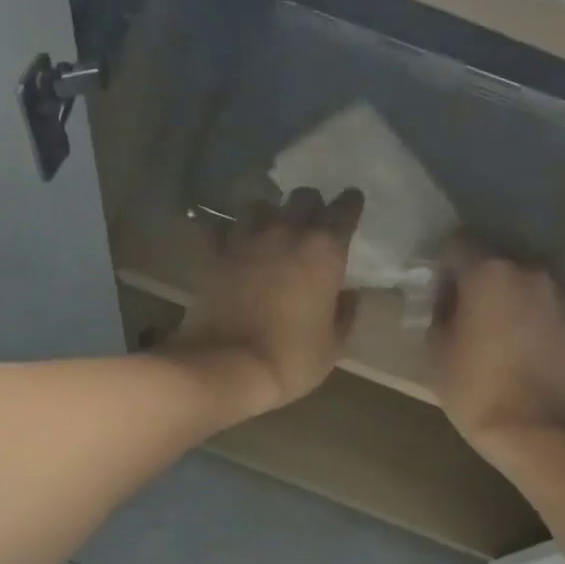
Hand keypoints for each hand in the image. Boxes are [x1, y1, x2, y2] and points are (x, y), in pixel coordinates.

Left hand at [168, 187, 363, 418]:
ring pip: (259, 205)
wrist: (229, 366)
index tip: (351, 204)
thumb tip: (350, 295)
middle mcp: (287, 233)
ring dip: (268, 215)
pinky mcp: (213, 253)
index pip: (344, 209)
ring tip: (268, 231)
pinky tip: (227, 242)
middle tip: (311, 223)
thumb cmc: (291, 360)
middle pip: (303, 197)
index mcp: (324, 251)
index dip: (350, 204)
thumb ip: (345, 314)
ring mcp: (246, 239)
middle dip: (310, 206)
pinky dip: (223, 232)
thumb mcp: (333, 346)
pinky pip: (217, 228)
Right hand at [430, 249, 564, 446]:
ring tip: (500, 329)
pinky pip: (548, 304)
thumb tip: (448, 298)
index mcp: (489, 271)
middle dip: (480, 280)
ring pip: (525, 282)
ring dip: (511, 296)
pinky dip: (534, 315)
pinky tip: (524, 344)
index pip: (457, 246)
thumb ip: (440, 310)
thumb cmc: (474, 387)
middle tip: (467, 311)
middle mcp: (529, 270)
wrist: (533, 427)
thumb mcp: (436, 348)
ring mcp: (560, 292)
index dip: (443, 266)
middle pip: (496, 261)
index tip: (438, 291)